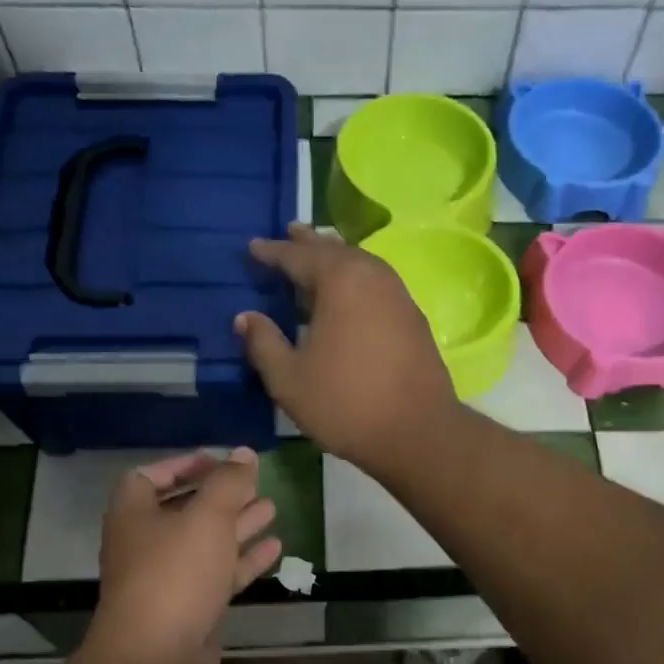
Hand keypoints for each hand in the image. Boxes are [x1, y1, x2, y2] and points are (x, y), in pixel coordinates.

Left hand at [86, 450, 281, 663]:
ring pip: (206, 543)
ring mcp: (169, 579)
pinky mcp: (191, 608)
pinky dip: (245, 559)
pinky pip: (220, 574)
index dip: (181, 466)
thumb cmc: (175, 574)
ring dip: (237, 525)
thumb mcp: (206, 517)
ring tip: (272, 508)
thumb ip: (228, 482)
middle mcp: (147, 544)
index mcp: (134, 515)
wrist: (157, 658)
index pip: (148, 478)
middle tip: (254, 483)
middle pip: (184, 510)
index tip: (217, 462)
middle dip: (219, 495)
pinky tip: (276, 546)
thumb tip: (244, 453)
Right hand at [234, 223, 458, 475]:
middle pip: (334, 250)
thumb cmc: (345, 403)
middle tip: (289, 232)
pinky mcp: (413, 318)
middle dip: (308, 243)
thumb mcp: (289, 379)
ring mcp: (399, 295)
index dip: (272, 252)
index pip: (298, 256)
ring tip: (317, 257)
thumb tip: (245, 317)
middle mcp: (373, 276)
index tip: (252, 248)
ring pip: (360, 265)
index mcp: (340, 280)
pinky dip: (355, 280)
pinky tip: (348, 295)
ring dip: (335, 259)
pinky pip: (376, 284)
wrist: (418, 432)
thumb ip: (263, 343)